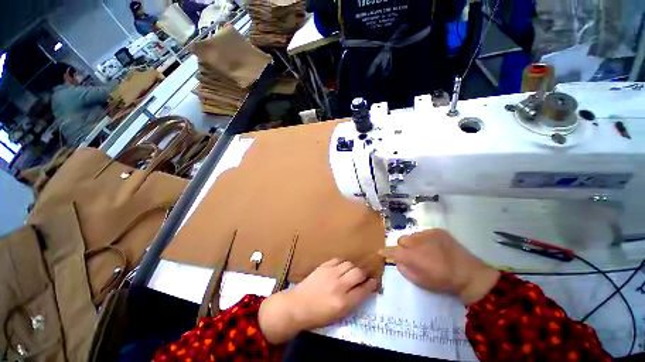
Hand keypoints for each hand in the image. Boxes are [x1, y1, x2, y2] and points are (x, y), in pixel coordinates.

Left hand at [259, 258, 377, 343]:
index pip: (365, 289)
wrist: (295, 307)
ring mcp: (329, 275)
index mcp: (345, 302)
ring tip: (351, 274)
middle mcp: (339, 286)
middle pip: (359, 273)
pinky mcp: (321, 268)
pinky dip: (342, 264)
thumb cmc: (317, 316)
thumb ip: (353, 303)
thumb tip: (364, 291)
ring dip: (354, 268)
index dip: (372, 285)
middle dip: (364, 275)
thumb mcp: (339, 315)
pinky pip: (338, 260)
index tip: (374, 283)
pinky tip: (341, 269)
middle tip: (363, 278)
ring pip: (350, 264)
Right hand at [379, 229, 498, 304]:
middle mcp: (419, 240)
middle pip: (402, 240)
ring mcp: (430, 233)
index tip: (381, 253)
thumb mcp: (419, 281)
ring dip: (413, 243)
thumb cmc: (440, 281)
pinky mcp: (440, 231)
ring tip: (423, 253)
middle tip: (409, 258)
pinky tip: (433, 248)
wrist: (465, 272)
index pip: (392, 250)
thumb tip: (399, 261)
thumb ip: (405, 269)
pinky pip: (425, 233)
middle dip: (402, 248)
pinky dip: (424, 240)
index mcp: (412, 255)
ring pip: (414, 235)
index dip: (385, 252)